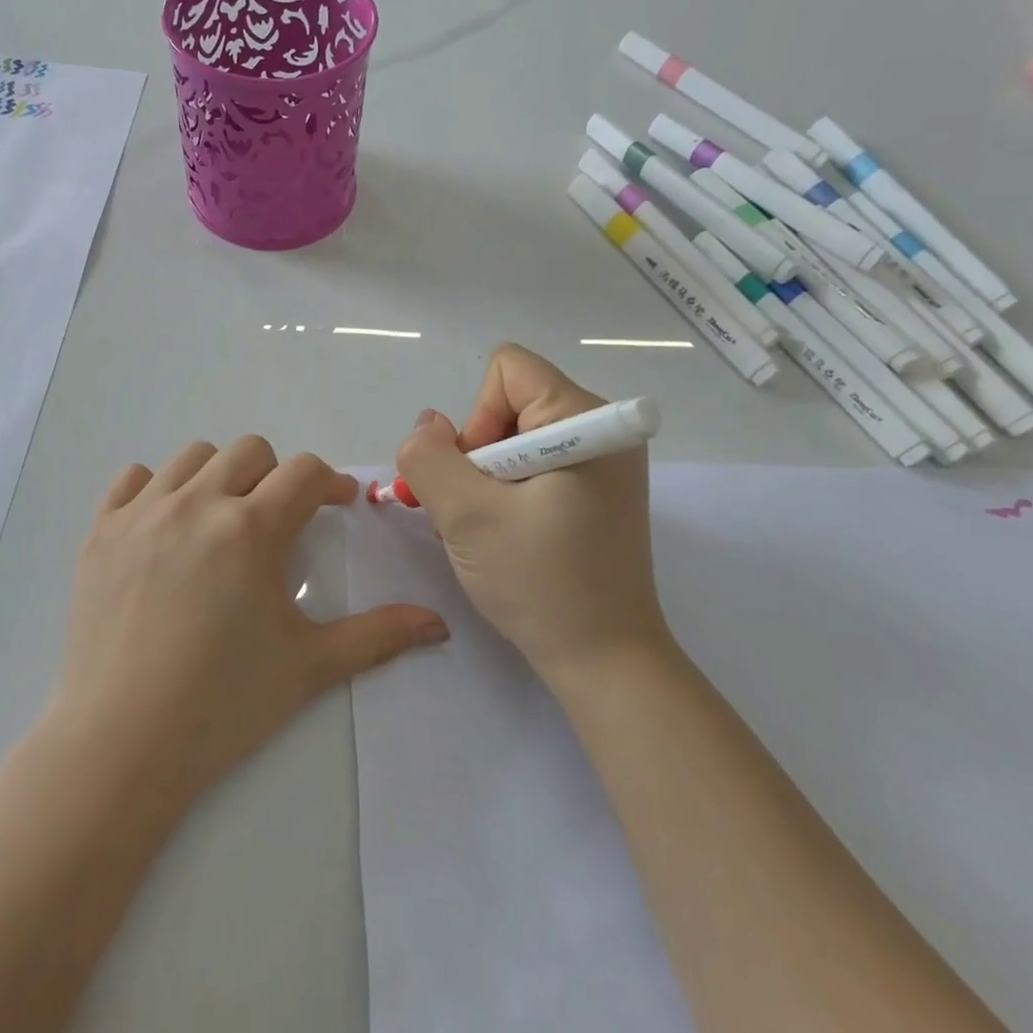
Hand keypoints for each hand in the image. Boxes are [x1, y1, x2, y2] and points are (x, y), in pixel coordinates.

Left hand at [56, 437, 449, 800]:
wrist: (121, 746)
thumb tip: (437, 624)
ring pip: (192, 456)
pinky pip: (132, 479)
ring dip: (220, 475)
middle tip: (280, 521)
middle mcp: (196, 503)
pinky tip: (166, 527)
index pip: (304, 472)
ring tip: (223, 520)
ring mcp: (142, 514)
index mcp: (250, 529)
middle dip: (276, 476)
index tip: (337, 506)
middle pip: (250, 451)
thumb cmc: (223, 704)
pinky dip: (156, 489)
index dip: (329, 483)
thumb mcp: (309, 667)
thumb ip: (377, 636)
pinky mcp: (101, 532)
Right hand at [395, 344, 669, 685]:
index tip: (481, 476)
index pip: (508, 370)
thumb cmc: (541, 583)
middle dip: (476, 454)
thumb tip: (426, 427)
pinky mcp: (595, 492)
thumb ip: (430, 457)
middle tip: (477, 510)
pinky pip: (532, 466)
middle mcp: (602, 430)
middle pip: (509, 404)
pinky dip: (505, 494)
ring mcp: (602, 464)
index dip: (477, 416)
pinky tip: (505, 535)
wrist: (606, 662)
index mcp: (586, 420)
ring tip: (488, 529)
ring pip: (513, 439)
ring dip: (484, 480)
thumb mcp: (467, 515)